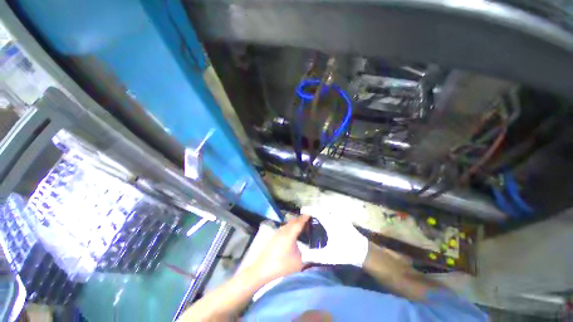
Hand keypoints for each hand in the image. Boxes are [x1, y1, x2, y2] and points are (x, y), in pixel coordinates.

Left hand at [249, 215, 309, 282]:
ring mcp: (277, 233)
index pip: (299, 223)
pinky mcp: (273, 237)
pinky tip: (291, 233)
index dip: (305, 217)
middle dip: (300, 219)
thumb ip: (309, 258)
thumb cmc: (282, 266)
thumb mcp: (299, 263)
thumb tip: (316, 255)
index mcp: (290, 235)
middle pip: (293, 221)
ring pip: (287, 224)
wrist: (262, 270)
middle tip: (307, 219)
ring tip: (300, 225)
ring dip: (294, 223)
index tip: (309, 213)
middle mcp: (283, 231)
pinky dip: (289, 227)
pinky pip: (283, 228)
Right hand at [300, 206, 368, 266]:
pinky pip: (332, 213)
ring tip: (313, 216)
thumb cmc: (346, 252)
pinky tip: (324, 221)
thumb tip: (302, 255)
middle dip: (313, 210)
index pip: (317, 212)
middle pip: (321, 210)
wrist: (364, 252)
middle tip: (306, 214)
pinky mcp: (344, 220)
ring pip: (327, 211)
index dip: (309, 209)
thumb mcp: (329, 256)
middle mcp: (335, 217)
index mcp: (330, 223)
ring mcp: (341, 218)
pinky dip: (326, 214)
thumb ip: (314, 256)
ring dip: (320, 211)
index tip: (302, 210)